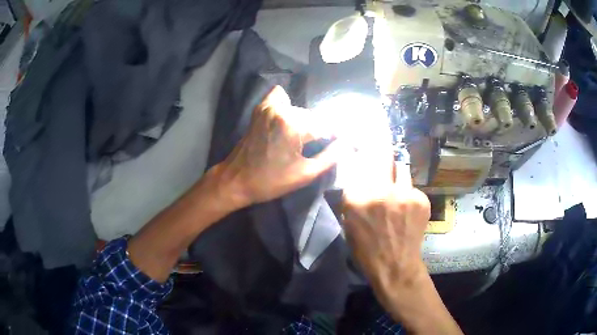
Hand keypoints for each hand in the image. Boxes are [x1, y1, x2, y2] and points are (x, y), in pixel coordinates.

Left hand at [214, 86, 344, 207]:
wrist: (237, 180)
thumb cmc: (271, 181)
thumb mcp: (305, 174)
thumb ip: (331, 156)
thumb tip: (348, 144)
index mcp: (294, 126)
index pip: (327, 126)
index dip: (340, 136)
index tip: (349, 143)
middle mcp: (283, 110)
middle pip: (314, 117)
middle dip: (322, 130)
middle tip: (325, 145)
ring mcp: (270, 107)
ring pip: (300, 110)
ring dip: (307, 122)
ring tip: (306, 139)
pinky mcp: (261, 108)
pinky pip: (281, 98)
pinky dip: (288, 105)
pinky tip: (289, 119)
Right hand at [342, 158, 430, 304]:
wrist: (395, 266)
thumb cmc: (366, 249)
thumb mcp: (348, 222)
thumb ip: (352, 196)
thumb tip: (357, 175)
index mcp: (357, 198)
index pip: (359, 162)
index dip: (363, 154)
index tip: (364, 150)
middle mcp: (381, 190)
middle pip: (383, 154)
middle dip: (382, 148)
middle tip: (383, 146)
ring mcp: (405, 193)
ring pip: (402, 169)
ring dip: (398, 175)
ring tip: (397, 188)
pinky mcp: (421, 199)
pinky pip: (413, 187)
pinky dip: (409, 194)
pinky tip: (408, 209)